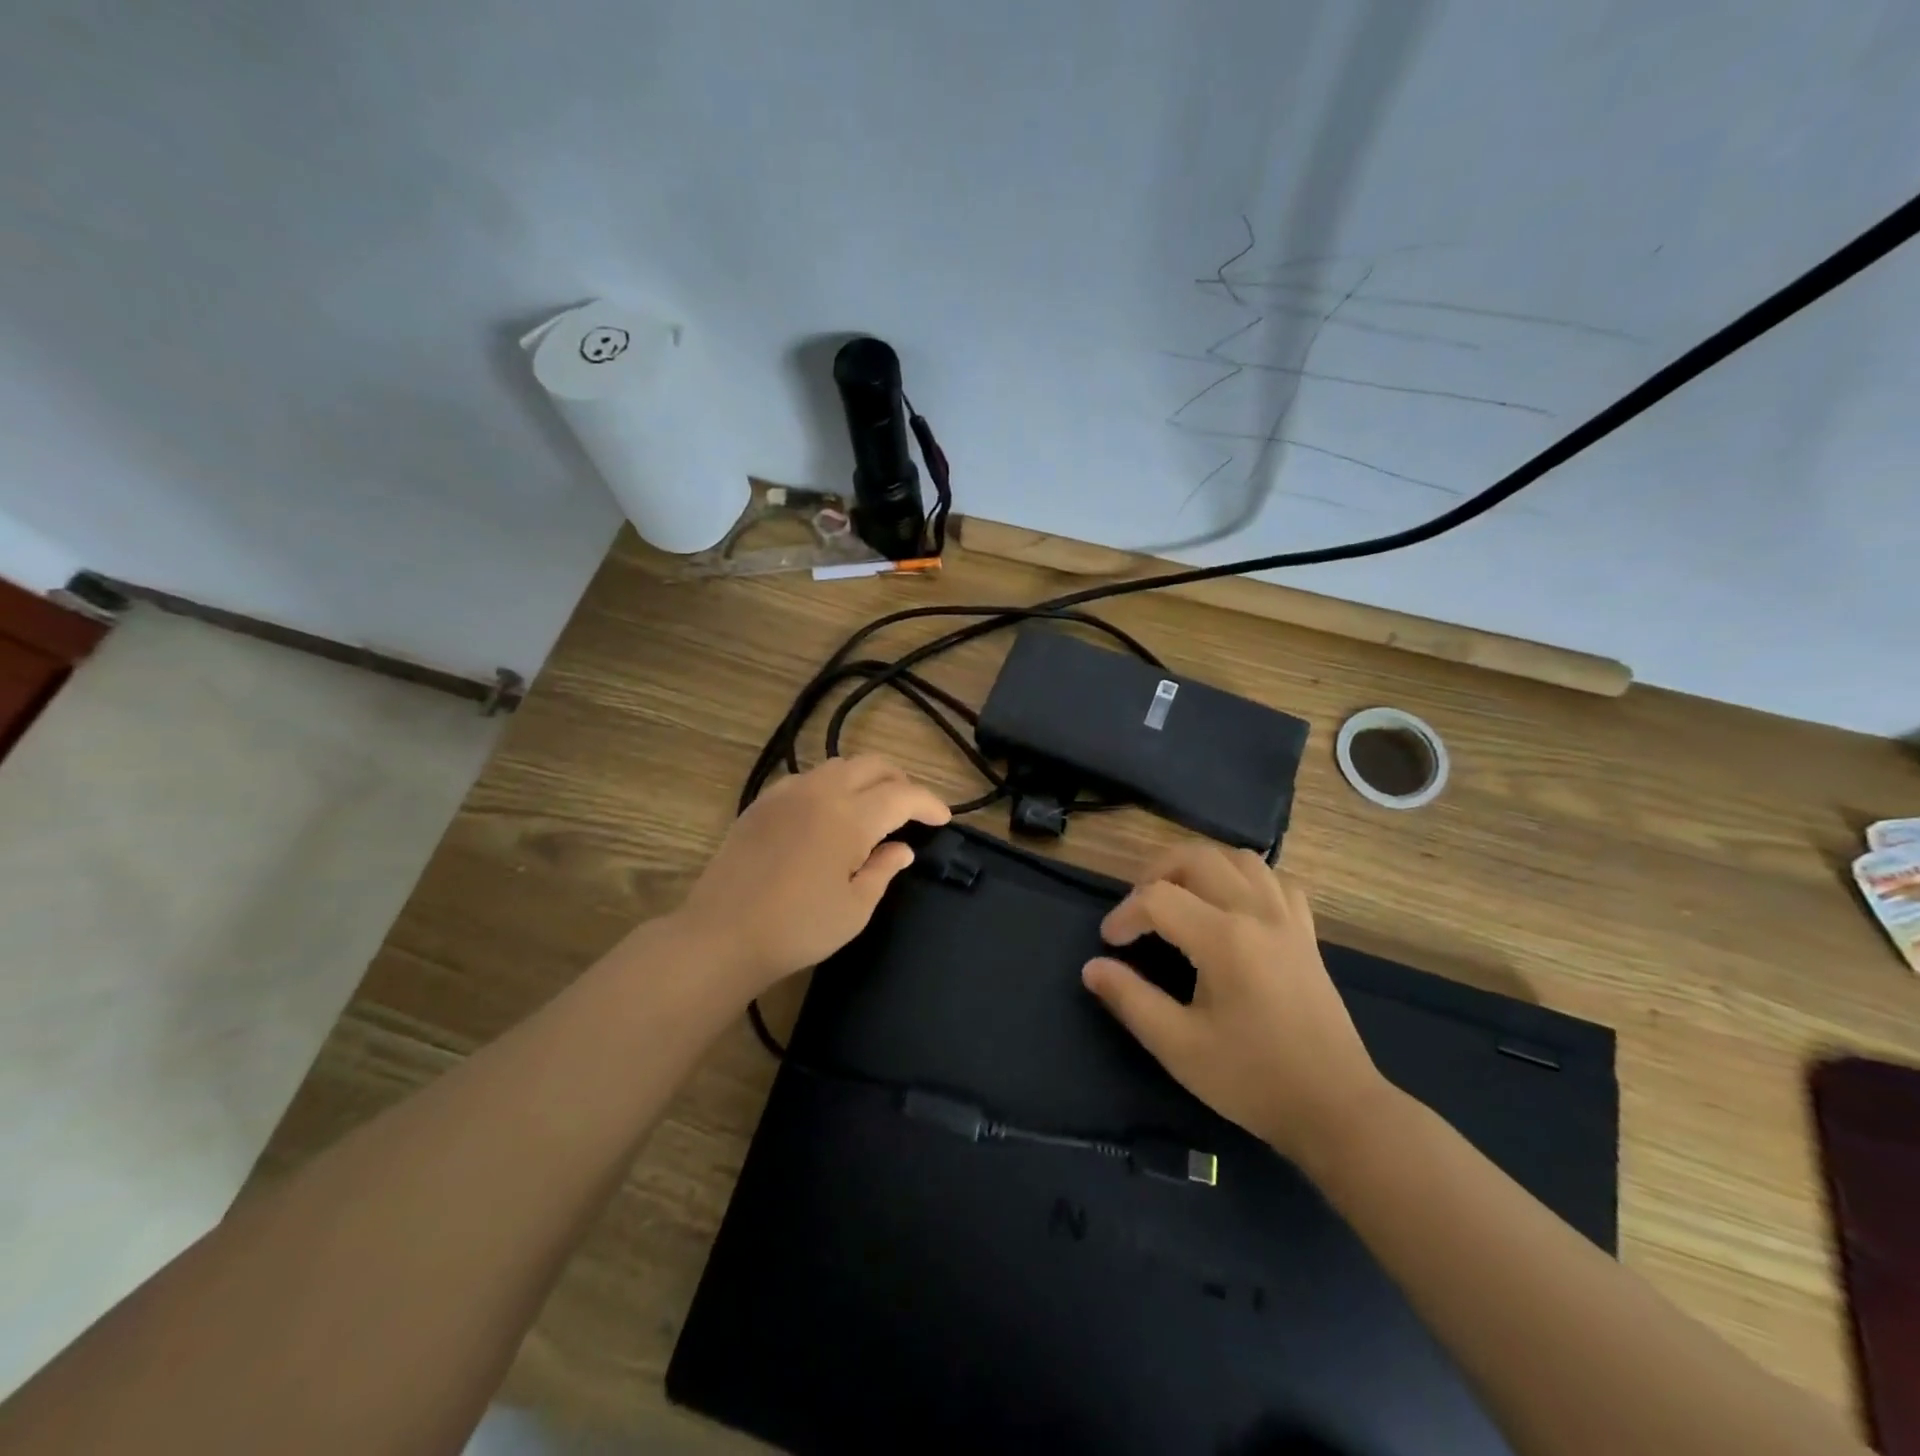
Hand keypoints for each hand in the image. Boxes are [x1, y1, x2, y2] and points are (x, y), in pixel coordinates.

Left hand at [676, 756, 950, 996]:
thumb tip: (902, 848)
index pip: (902, 795)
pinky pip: (809, 778)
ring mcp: (787, 792)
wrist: (722, 935)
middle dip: (901, 781)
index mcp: (850, 817)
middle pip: (872, 765)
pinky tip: (831, 813)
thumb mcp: (854, 909)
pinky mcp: (762, 802)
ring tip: (875, 808)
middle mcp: (821, 792)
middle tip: (912, 809)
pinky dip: (833, 786)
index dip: (929, 803)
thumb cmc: (798, 928)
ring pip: (839, 766)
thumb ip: (883, 870)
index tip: (943, 818)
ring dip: (866, 779)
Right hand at [1081, 843, 1390, 1169]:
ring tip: (1179, 897)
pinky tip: (1232, 905)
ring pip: (1239, 859)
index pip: (1157, 898)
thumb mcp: (1178, 1046)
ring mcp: (1287, 920)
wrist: (1336, 1109)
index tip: (1110, 944)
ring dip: (1200, 867)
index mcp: (1224, 939)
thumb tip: (1092, 968)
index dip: (1124, 915)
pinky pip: (1274, 881)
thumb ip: (1130, 1000)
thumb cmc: (1252, 1079)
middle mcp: (1256, 913)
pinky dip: (1245, 879)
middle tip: (1137, 908)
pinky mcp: (1306, 934)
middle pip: (1197, 858)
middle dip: (1155, 873)